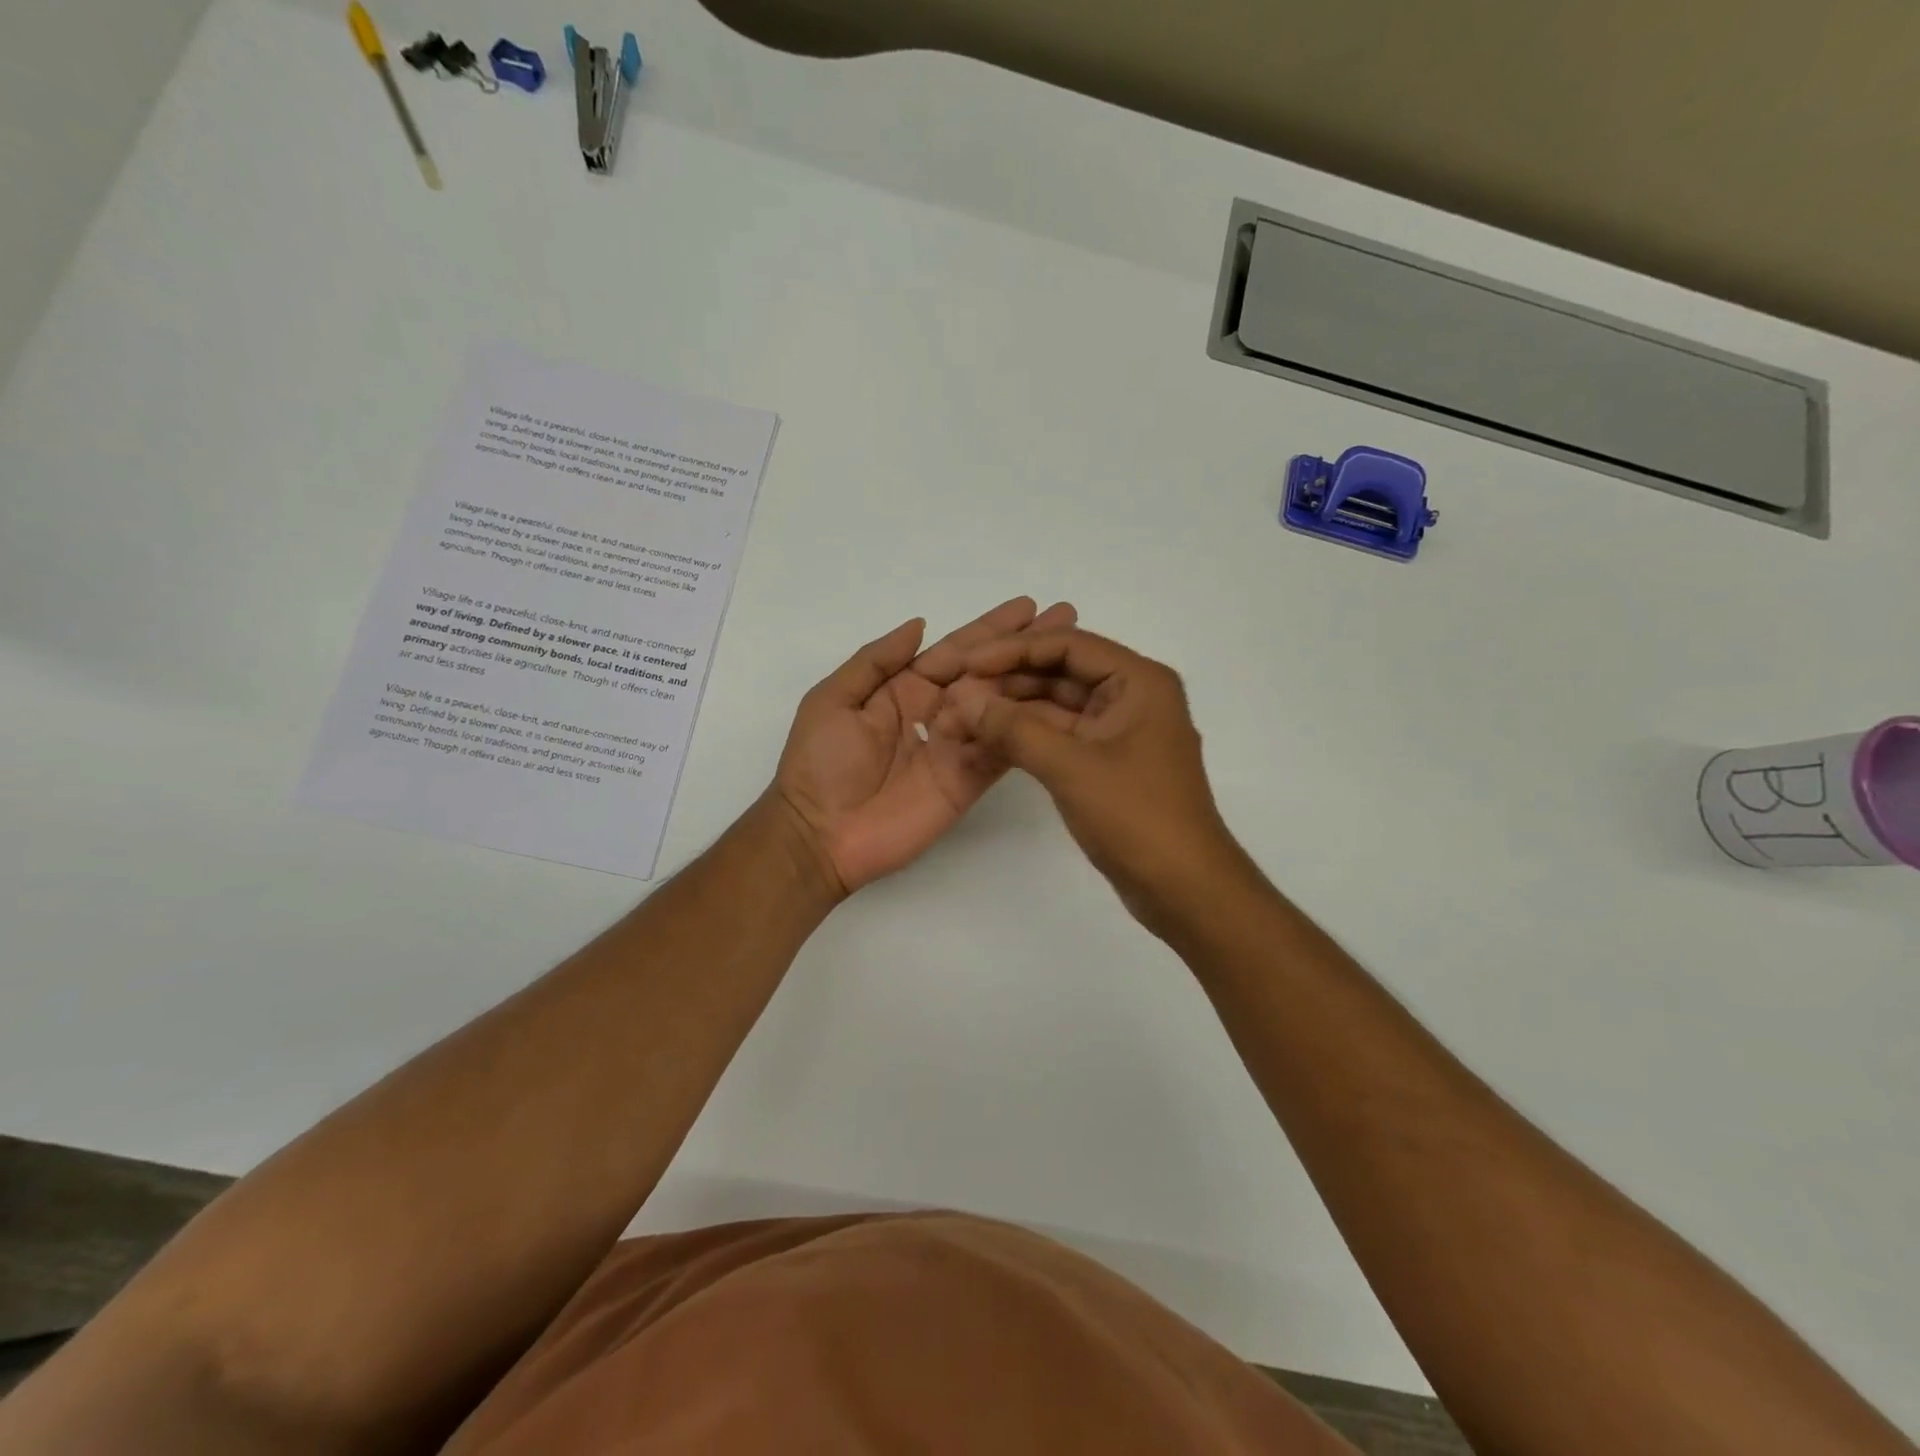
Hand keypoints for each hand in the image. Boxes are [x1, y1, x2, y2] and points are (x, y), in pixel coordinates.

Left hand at [771, 597, 1077, 896]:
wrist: (820, 835)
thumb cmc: (819, 763)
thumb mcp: (833, 700)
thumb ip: (875, 661)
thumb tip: (920, 624)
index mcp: (904, 689)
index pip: (955, 651)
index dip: (991, 629)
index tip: (1028, 606)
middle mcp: (938, 712)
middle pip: (988, 673)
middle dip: (1025, 646)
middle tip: (1066, 617)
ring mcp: (957, 747)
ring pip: (1002, 707)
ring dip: (1037, 681)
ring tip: (1074, 657)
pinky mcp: (968, 781)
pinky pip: (1001, 749)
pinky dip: (1028, 729)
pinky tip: (1062, 707)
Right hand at [940, 629, 1241, 928]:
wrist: (1184, 889)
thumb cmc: (1137, 817)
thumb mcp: (1071, 767)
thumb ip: (1014, 729)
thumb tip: (964, 701)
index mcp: (1138, 681)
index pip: (1067, 645)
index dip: (1013, 650)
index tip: (967, 664)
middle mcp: (1131, 697)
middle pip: (1059, 673)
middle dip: (1006, 684)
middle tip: (954, 696)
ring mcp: (1118, 732)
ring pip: (1054, 708)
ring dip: (1010, 714)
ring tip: (958, 722)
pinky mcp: (1106, 764)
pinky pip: (1059, 738)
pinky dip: (1024, 741)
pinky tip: (983, 745)